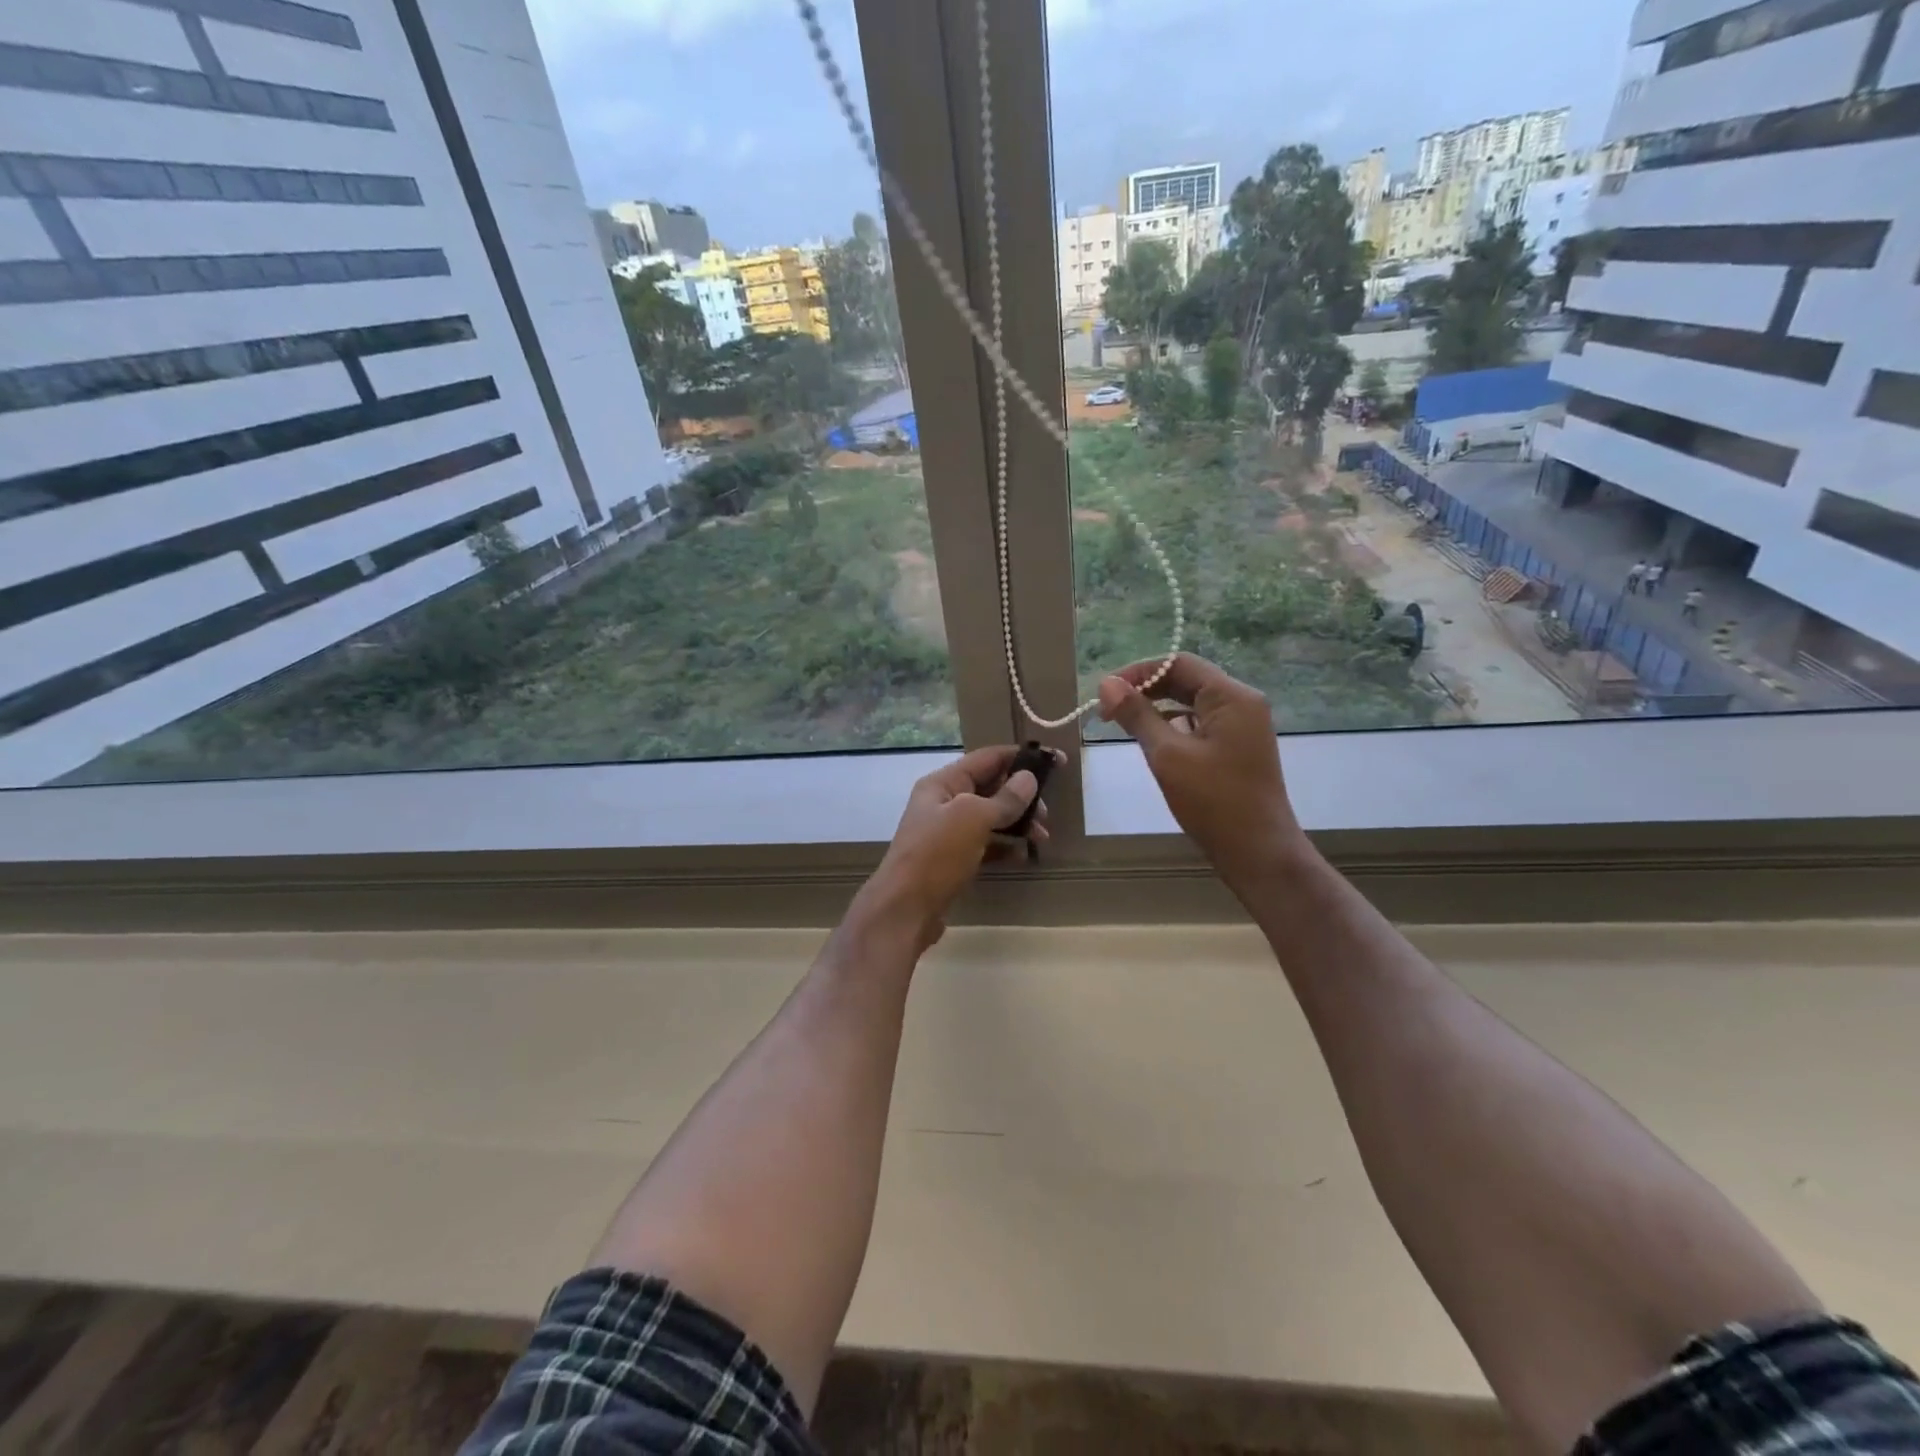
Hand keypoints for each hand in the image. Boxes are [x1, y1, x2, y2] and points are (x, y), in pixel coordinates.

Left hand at [852, 746, 1057, 951]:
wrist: (904, 911)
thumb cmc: (936, 855)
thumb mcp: (972, 819)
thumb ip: (1004, 798)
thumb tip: (1028, 778)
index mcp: (943, 783)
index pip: (987, 758)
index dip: (1021, 757)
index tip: (1056, 761)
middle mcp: (944, 803)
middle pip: (991, 787)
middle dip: (1022, 796)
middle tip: (1047, 814)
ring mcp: (948, 833)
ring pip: (991, 818)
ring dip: (1018, 823)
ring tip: (1041, 837)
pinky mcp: (953, 860)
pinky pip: (986, 844)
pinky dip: (1005, 846)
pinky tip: (1023, 855)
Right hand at [1098, 655, 1308, 891]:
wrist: (1258, 852)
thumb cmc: (1213, 801)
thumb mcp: (1167, 755)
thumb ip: (1137, 716)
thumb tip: (1107, 684)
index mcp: (1231, 696)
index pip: (1179, 663)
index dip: (1138, 672)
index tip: (1105, 693)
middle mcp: (1241, 703)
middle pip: (1186, 679)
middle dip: (1145, 689)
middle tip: (1108, 710)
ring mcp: (1242, 726)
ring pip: (1191, 702)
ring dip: (1157, 708)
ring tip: (1122, 724)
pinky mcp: (1237, 747)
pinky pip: (1200, 723)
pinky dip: (1173, 726)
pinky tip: (1152, 741)